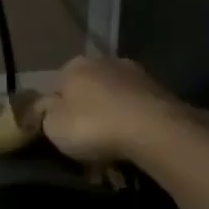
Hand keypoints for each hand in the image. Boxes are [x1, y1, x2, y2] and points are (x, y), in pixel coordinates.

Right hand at [36, 55, 208, 163]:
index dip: (55, 110)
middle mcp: (104, 61)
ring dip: (111, 117)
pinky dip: (133, 123)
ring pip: (114, 99)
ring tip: (112, 147)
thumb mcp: (52, 126)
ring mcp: (137, 74)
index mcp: (74, 66)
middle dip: (86, 112)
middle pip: (88, 90)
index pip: (56, 87)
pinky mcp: (163, 91)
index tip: (59, 132)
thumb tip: (47, 107)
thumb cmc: (94, 125)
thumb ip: (45, 114)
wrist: (156, 131)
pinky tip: (133, 143)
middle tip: (86, 141)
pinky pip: (137, 109)